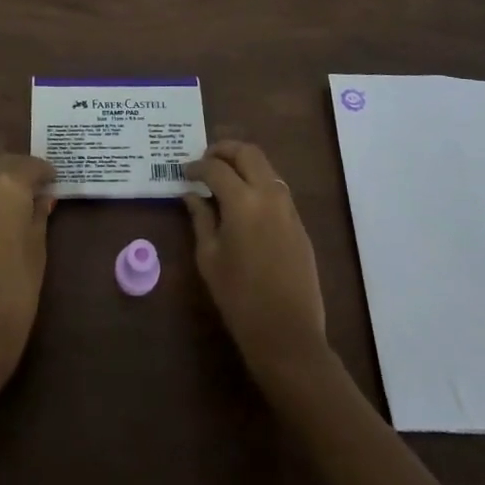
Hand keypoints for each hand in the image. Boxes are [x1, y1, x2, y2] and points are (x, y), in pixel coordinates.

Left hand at [0, 155, 55, 388]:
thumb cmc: (18, 289)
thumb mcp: (39, 248)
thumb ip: (39, 215)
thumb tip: (42, 198)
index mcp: (5, 187)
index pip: (29, 165)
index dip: (44, 171)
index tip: (54, 180)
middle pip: (0, 167)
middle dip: (18, 173)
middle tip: (35, 189)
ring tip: (12, 210)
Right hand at [184, 140, 328, 380]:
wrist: (288, 334)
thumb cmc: (239, 299)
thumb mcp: (209, 257)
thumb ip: (201, 219)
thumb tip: (191, 195)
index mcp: (243, 202)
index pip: (216, 168)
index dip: (197, 167)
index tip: (184, 173)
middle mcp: (269, 195)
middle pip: (248, 153)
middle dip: (224, 150)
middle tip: (205, 161)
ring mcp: (289, 207)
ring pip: (266, 167)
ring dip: (243, 164)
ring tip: (223, 178)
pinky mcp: (299, 223)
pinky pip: (277, 188)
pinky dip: (258, 182)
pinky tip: (243, 201)